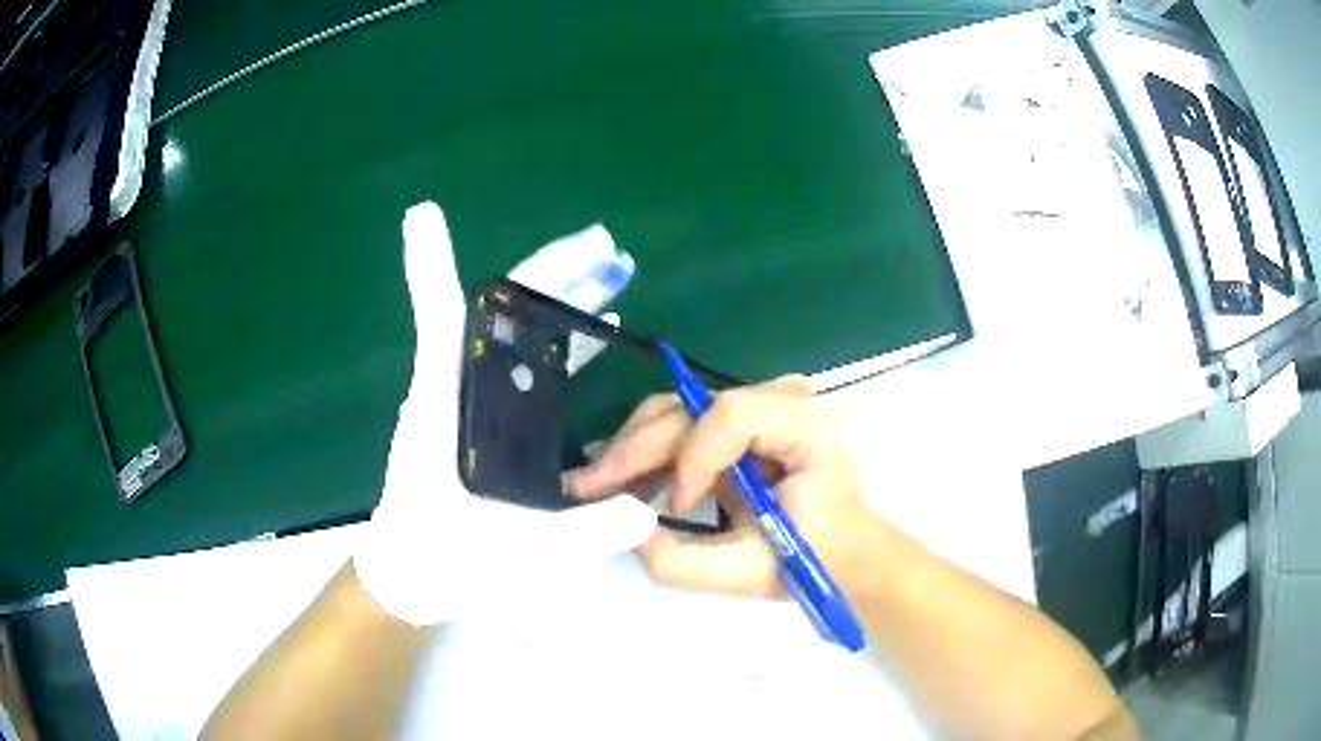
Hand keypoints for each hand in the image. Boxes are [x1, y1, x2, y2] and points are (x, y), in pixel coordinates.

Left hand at [353, 202, 658, 626]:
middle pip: (497, 315)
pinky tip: (596, 338)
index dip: (429, 263)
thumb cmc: (439, 562)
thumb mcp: (514, 556)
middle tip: (605, 245)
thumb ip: (581, 536)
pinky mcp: (484, 425)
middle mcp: (454, 393)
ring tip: (613, 274)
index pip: (437, 318)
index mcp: (443, 409)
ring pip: (515, 338)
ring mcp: (470, 407)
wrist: (411, 580)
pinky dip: (559, 346)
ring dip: (561, 302)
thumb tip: (646, 507)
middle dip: (549, 272)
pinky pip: (525, 372)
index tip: (422, 212)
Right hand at [566, 376, 878, 597]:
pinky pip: (679, 425)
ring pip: (675, 411)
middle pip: (691, 408)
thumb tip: (625, 531)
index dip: (694, 457)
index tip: (678, 506)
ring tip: (592, 486)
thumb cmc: (812, 558)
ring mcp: (756, 403)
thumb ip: (683, 562)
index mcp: (805, 426)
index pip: (734, 415)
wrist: (842, 548)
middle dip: (635, 451)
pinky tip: (617, 481)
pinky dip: (646, 454)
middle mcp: (780, 398)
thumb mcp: (748, 573)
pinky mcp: (735, 420)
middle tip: (586, 487)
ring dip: (630, 451)